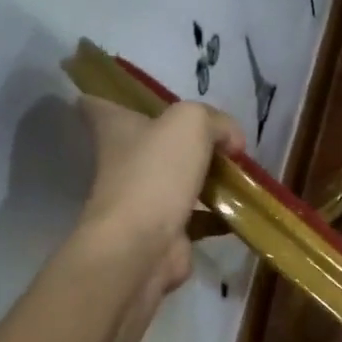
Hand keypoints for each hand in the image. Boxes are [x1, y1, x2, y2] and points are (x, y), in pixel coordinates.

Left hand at [78, 96, 243, 292]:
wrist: (143, 245)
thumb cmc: (156, 173)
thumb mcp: (191, 123)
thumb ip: (216, 122)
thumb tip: (232, 141)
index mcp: (116, 129)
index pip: (99, 105)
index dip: (111, 96)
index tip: (131, 96)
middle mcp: (123, 162)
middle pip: (148, 142)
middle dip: (177, 139)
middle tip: (215, 133)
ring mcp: (142, 199)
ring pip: (175, 179)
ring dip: (203, 176)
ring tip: (238, 169)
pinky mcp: (164, 230)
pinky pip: (196, 216)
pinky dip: (218, 213)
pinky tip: (242, 207)